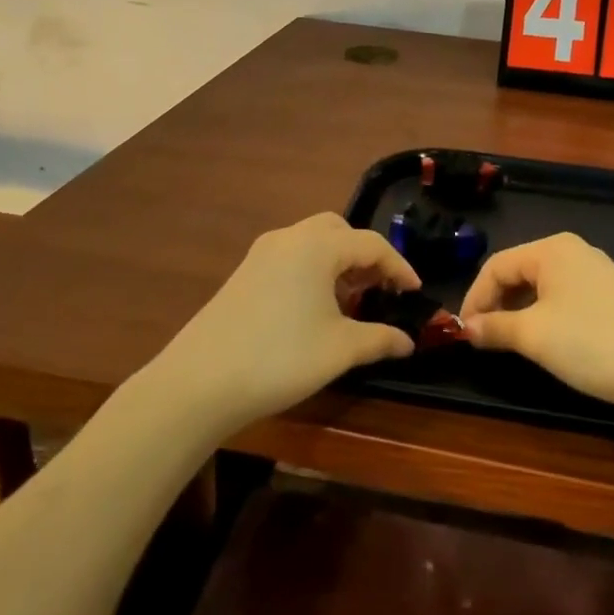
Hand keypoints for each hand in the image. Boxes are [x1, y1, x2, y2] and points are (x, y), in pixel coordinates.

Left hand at [155, 213, 420, 431]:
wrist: (198, 383)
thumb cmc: (280, 359)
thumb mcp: (339, 349)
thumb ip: (380, 339)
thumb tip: (408, 341)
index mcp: (317, 247)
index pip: (371, 244)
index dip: (399, 267)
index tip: (415, 292)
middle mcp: (289, 238)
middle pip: (338, 231)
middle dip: (365, 255)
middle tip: (381, 288)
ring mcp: (261, 254)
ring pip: (312, 243)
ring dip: (338, 262)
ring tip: (351, 300)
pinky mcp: (243, 274)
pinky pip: (290, 258)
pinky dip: (313, 271)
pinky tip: (315, 308)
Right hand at [459, 233, 613, 413]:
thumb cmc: (593, 343)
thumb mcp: (535, 337)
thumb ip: (495, 328)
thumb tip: (467, 329)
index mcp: (552, 249)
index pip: (496, 265)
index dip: (474, 297)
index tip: (462, 332)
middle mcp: (574, 251)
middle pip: (519, 271)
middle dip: (496, 303)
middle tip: (482, 338)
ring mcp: (597, 272)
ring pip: (541, 286)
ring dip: (519, 311)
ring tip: (509, 342)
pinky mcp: (613, 295)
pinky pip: (564, 297)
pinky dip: (544, 315)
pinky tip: (546, 340)